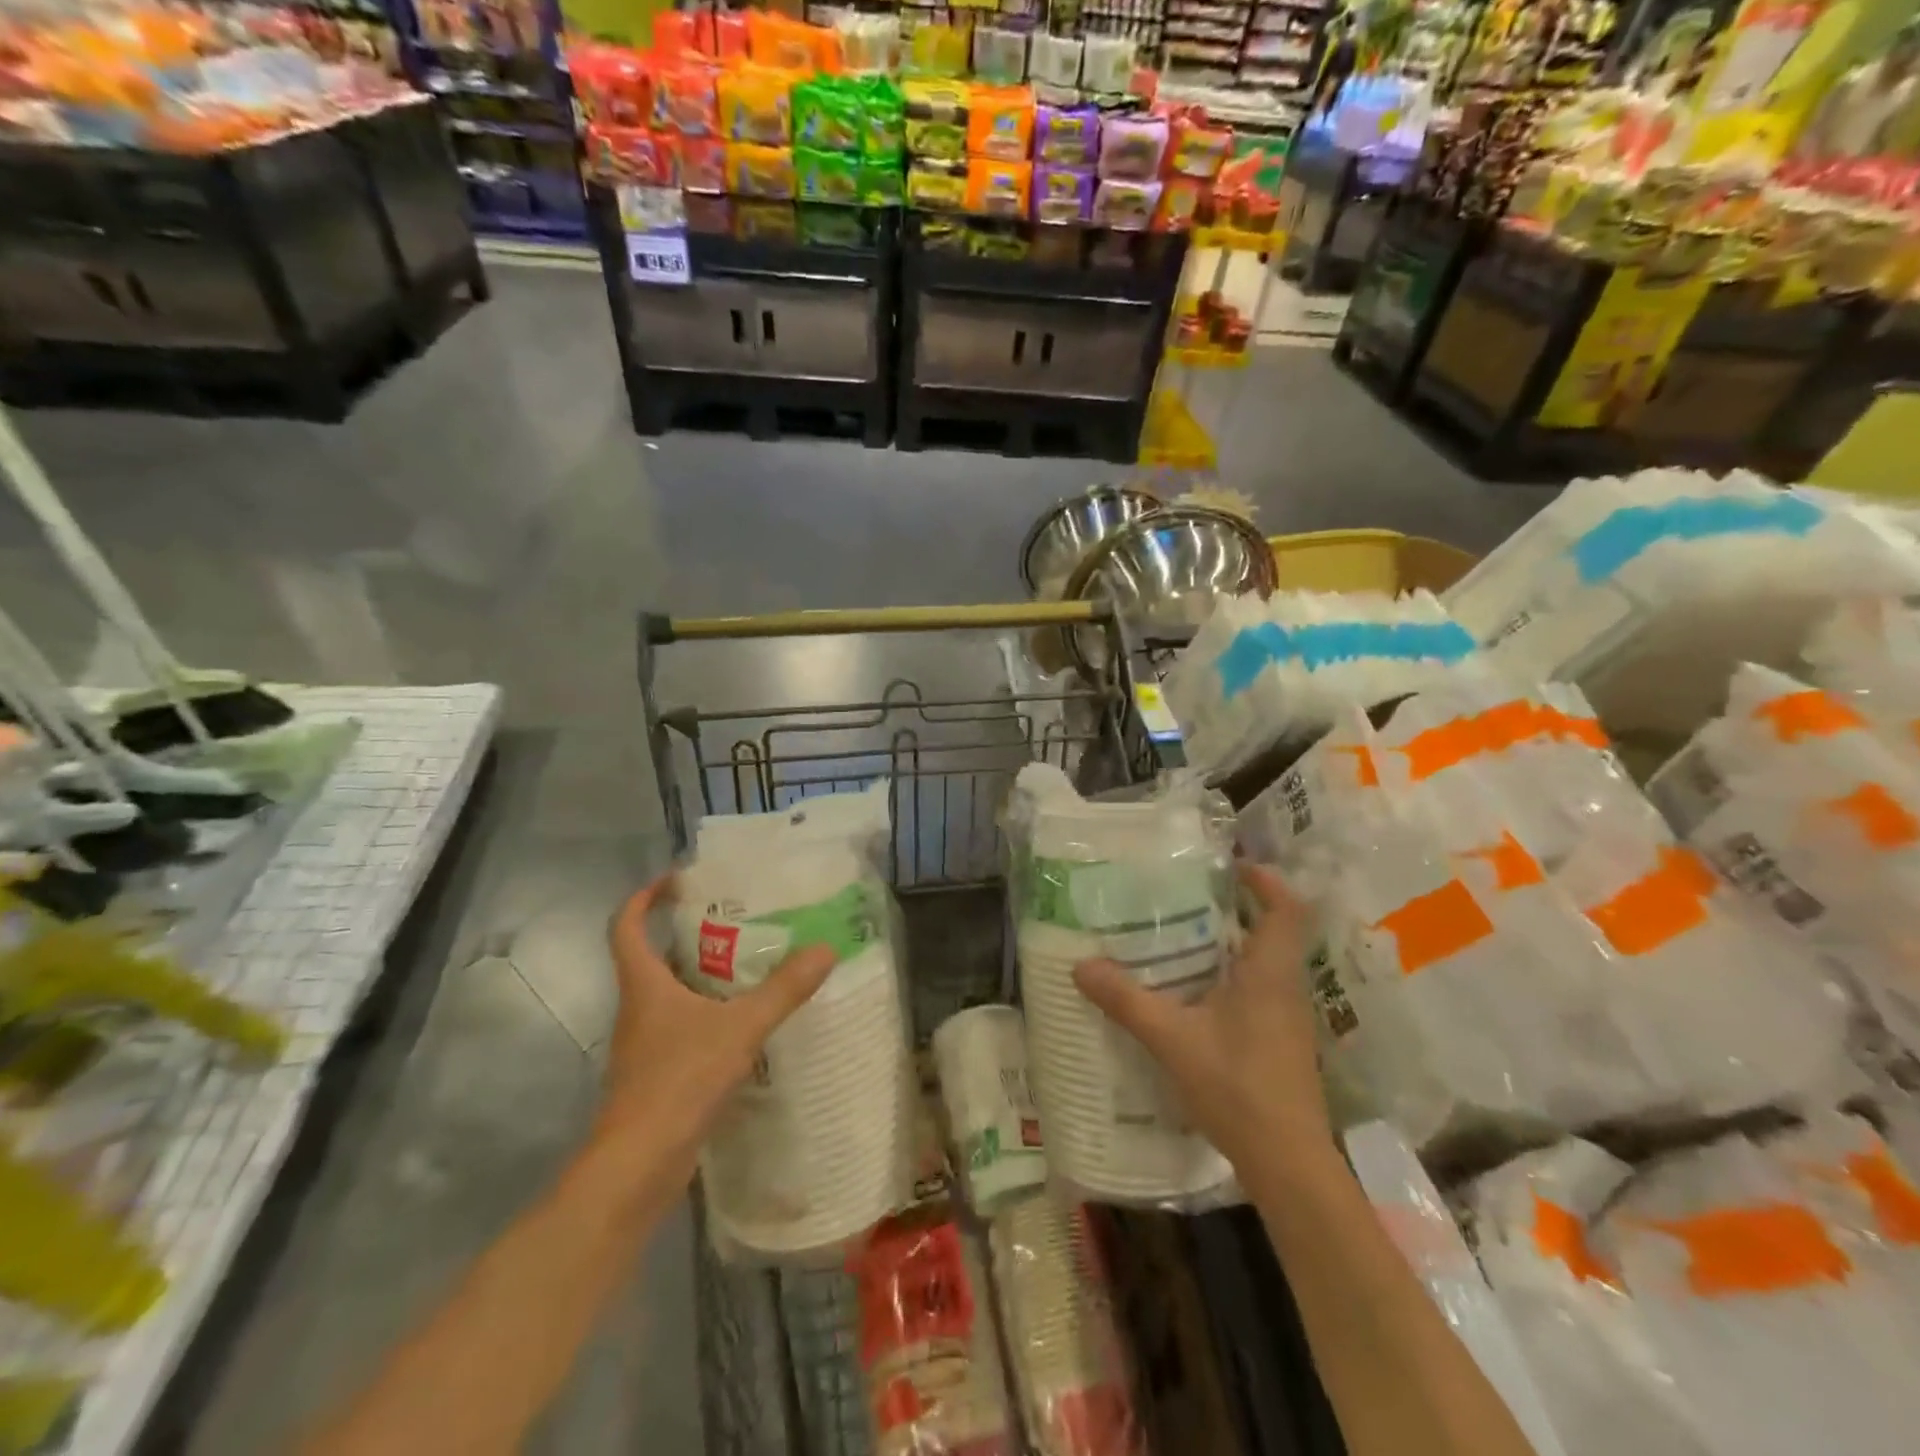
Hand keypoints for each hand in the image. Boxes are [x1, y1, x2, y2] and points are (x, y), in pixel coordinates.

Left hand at [599, 874, 835, 1174]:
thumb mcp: (740, 1029)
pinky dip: (709, 1014)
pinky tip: (745, 1022)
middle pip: (653, 957)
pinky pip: (683, 1027)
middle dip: (688, 933)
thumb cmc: (678, 1082)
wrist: (637, 1167)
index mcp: (644, 985)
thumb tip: (825, 949)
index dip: (644, 897)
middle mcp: (638, 1008)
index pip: (626, 926)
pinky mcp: (657, 1073)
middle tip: (736, 918)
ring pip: (670, 994)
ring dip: (702, 975)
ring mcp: (645, 1044)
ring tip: (750, 963)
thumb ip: (783, 990)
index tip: (677, 880)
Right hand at [1074, 862, 1333, 1174]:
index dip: (1265, 881)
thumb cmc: (1237, 1087)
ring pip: (1266, 964)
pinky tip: (1195, 995)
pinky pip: (1260, 992)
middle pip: (1273, 931)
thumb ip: (1127, 1000)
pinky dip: (1232, 979)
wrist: (1288, 1163)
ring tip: (1183, 939)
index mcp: (1269, 973)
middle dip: (1237, 909)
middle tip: (1190, 899)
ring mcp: (1288, 1018)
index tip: (1232, 866)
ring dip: (1233, 945)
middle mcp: (1286, 987)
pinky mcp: (1282, 1043)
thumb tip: (1082, 965)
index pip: (1285, 909)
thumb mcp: (1172, 1039)